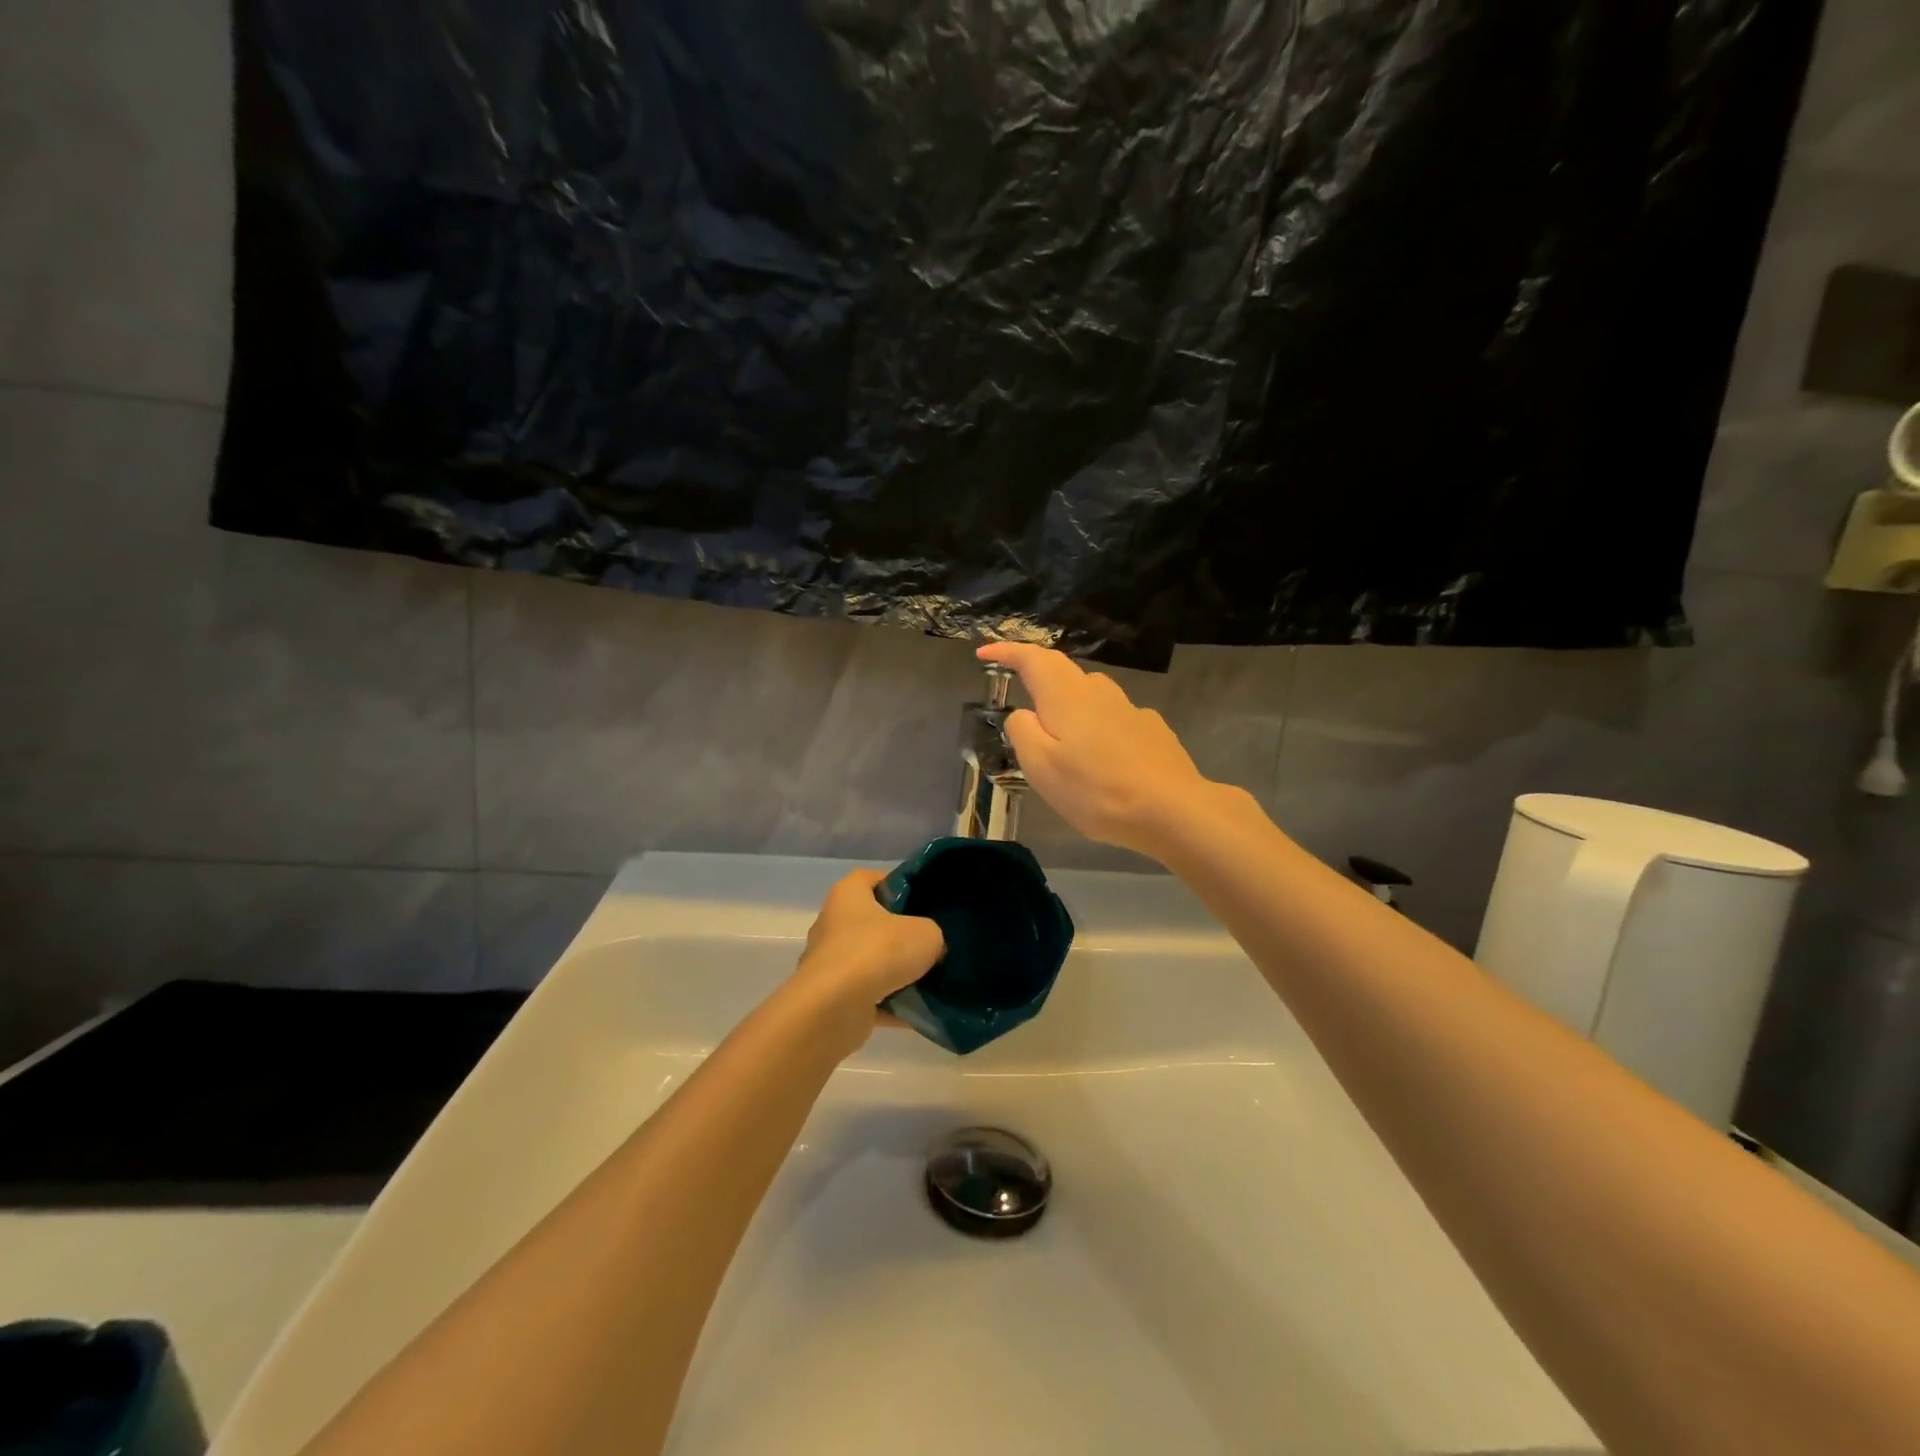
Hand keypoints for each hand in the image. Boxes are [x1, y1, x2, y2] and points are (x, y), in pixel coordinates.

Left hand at [784, 870, 944, 1050]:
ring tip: (932, 982)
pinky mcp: (832, 999)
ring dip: (897, 975)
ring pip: (872, 964)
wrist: (834, 1010)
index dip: (899, 886)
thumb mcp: (925, 934)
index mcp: (847, 895)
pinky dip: (891, 1006)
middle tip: (933, 944)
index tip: (925, 901)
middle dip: (902, 936)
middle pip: (873, 924)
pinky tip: (920, 1014)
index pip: (872, 879)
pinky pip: (870, 998)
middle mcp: (833, 924)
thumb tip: (931, 948)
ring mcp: (830, 964)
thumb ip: (932, 934)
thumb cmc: (877, 952)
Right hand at [977, 642, 1214, 857]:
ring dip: (1068, 705)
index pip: (1032, 658)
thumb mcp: (1041, 766)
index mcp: (1066, 694)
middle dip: (1037, 678)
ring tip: (1059, 737)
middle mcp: (1099, 691)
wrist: (1172, 809)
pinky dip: (1096, 727)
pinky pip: (1113, 718)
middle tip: (1018, 699)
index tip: (984, 653)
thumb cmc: (1096, 790)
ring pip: (1090, 695)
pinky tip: (1101, 757)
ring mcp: (1130, 708)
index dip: (1006, 652)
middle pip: (1063, 672)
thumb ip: (1022, 731)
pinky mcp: (1152, 730)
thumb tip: (1022, 714)